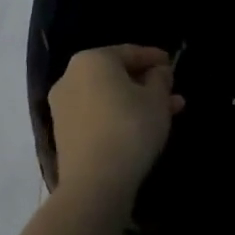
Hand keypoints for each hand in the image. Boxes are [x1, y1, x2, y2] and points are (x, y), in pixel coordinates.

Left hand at [48, 45, 183, 204]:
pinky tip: (143, 127)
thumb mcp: (156, 99)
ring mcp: (63, 107)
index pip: (129, 52)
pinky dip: (119, 116)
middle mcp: (71, 77)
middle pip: (116, 75)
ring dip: (136, 101)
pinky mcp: (64, 133)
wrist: (94, 182)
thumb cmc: (130, 127)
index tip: (171, 64)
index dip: (154, 58)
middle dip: (146, 83)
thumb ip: (160, 78)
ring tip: (167, 112)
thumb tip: (157, 72)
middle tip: (171, 92)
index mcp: (92, 60)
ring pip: (108, 97)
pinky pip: (97, 115)